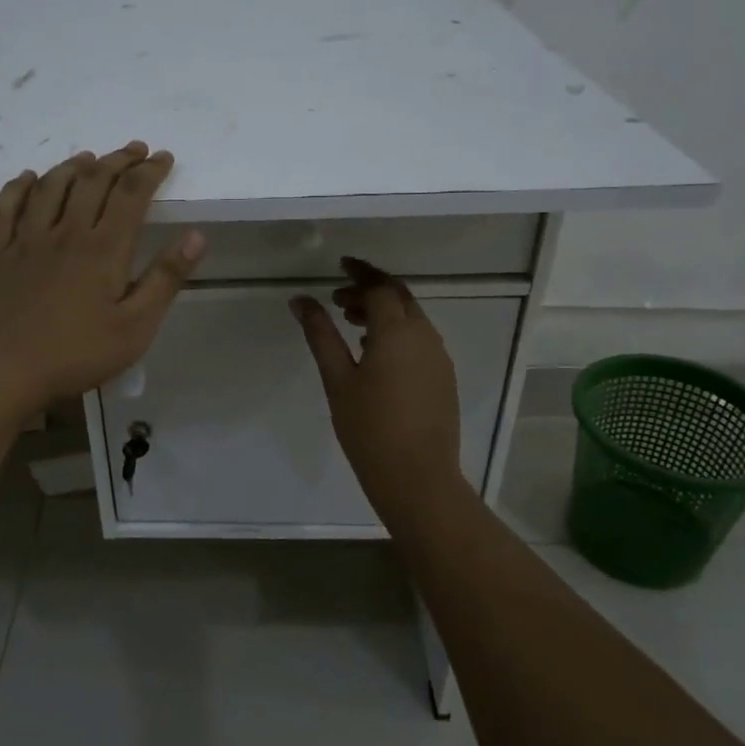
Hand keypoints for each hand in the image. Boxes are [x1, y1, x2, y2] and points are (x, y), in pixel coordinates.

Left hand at [0, 142, 204, 423]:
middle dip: (118, 160)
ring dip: (73, 166)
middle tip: (135, 150)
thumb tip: (196, 236)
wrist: (0, 373)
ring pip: (50, 187)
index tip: (164, 158)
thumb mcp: (135, 327)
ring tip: (90, 158)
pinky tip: (27, 178)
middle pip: (93, 181)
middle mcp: (65, 232)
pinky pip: (5, 208)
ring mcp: (25, 240)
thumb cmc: (75, 355)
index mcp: (103, 249)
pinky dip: (19, 187)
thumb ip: (166, 279)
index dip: (150, 171)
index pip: (131, 194)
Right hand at [291, 258, 463, 513]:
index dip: (359, 274)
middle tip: (339, 298)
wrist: (417, 478)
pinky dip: (397, 332)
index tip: (340, 267)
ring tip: (351, 324)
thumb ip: (321, 335)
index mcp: (398, 332)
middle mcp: (425, 336)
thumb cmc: (369, 428)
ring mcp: (439, 357)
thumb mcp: (337, 379)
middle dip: (371, 289)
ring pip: (412, 318)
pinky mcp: (443, 377)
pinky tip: (374, 353)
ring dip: (384, 311)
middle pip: (400, 297)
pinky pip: (420, 339)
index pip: (380, 288)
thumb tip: (301, 300)